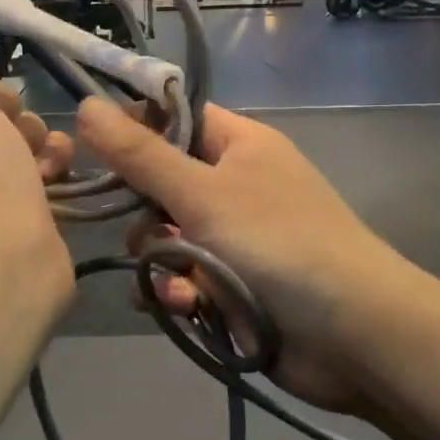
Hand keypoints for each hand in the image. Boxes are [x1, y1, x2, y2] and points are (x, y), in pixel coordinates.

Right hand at [76, 97, 416, 418]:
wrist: (353, 335)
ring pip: (167, 236)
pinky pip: (183, 277)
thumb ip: (141, 154)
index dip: (134, 129)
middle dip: (145, 213)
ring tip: (175, 282)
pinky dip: (177, 291)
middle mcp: (236, 185)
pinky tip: (183, 307)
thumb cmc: (278, 244)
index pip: (175, 118)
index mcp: (239, 145)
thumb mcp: (202, 192)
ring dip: (159, 261)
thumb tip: (86, 105)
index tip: (92, 150)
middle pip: (162, 183)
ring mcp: (235, 237)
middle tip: (146, 231)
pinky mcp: (232, 285)